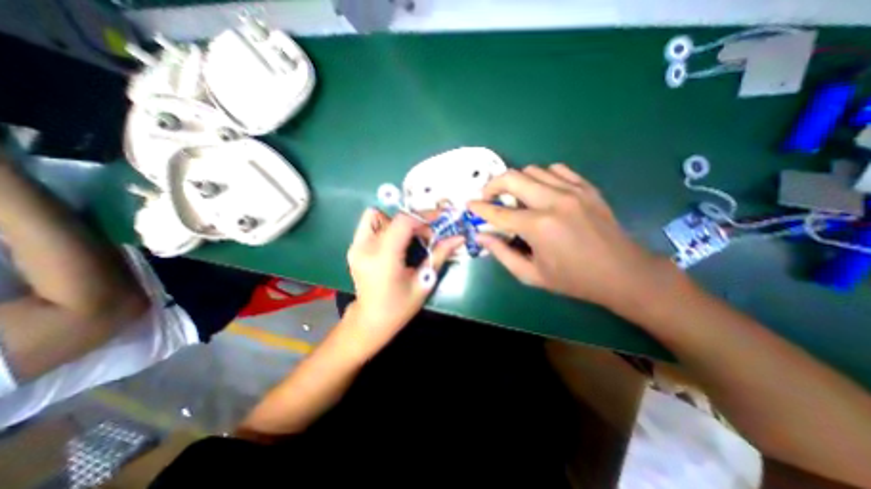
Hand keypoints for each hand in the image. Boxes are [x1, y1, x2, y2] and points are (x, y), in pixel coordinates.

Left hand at [344, 210, 462, 351]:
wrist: (370, 320)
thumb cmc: (400, 307)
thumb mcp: (424, 282)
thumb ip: (439, 255)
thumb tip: (459, 238)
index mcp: (384, 258)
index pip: (403, 222)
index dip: (423, 218)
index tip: (437, 225)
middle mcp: (365, 247)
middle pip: (393, 217)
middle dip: (414, 222)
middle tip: (426, 236)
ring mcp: (356, 246)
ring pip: (378, 215)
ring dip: (397, 223)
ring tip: (407, 239)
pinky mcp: (353, 247)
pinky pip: (369, 224)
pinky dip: (385, 226)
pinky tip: (394, 242)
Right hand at [469, 163, 671, 313]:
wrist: (622, 273)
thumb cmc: (573, 279)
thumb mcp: (531, 275)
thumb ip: (502, 254)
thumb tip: (482, 237)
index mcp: (538, 227)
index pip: (498, 212)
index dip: (479, 208)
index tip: (469, 205)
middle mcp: (553, 202)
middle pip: (512, 177)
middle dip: (493, 185)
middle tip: (489, 197)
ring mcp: (572, 191)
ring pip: (532, 170)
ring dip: (517, 182)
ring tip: (515, 197)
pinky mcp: (586, 187)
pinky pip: (556, 169)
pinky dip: (542, 177)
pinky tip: (542, 192)